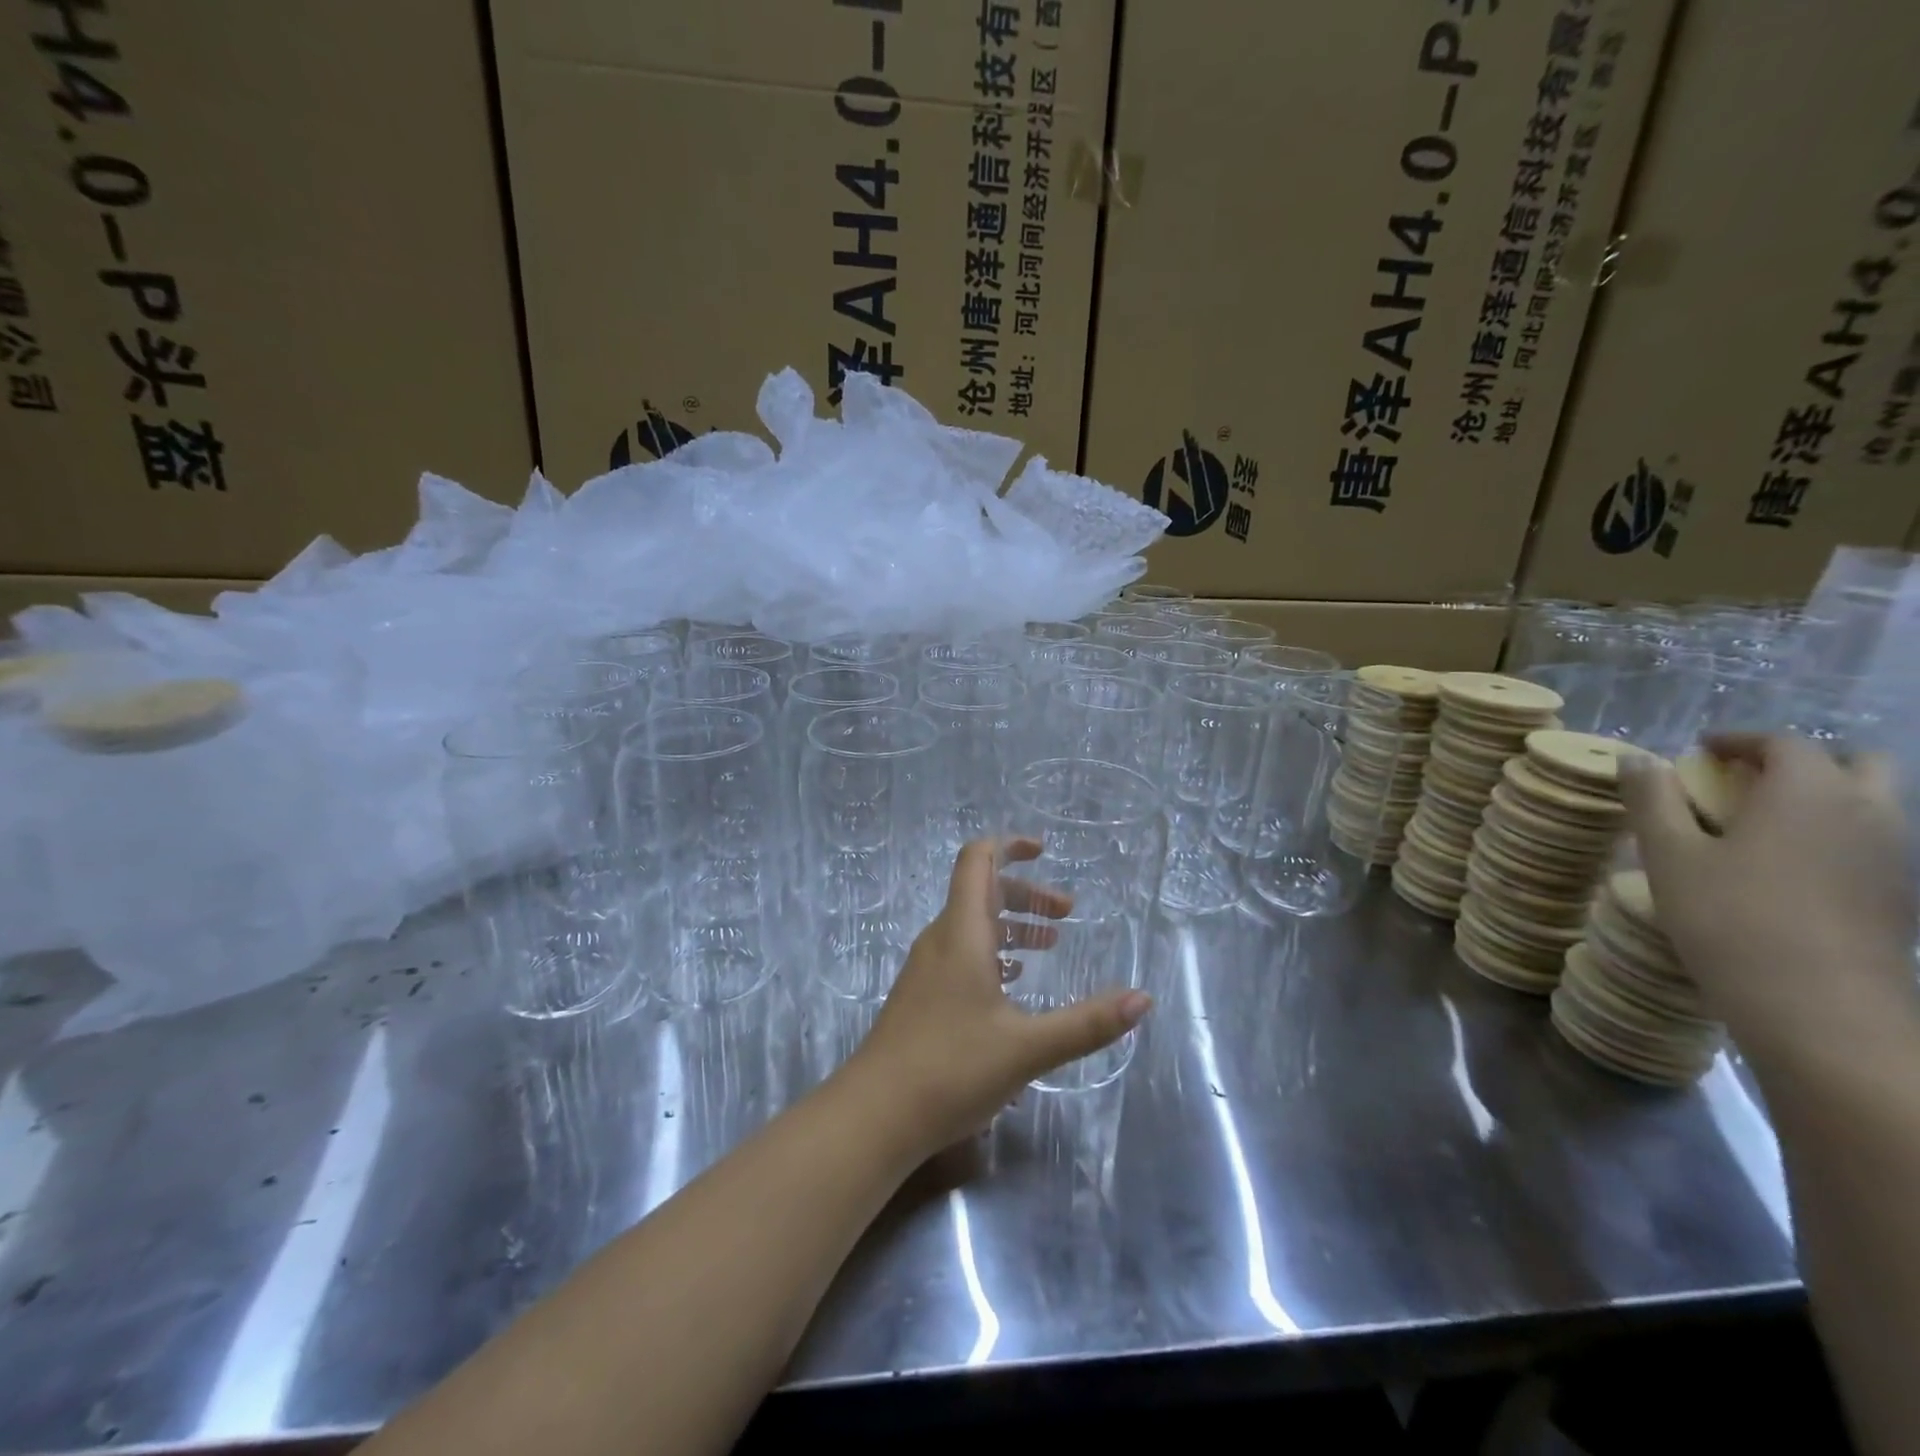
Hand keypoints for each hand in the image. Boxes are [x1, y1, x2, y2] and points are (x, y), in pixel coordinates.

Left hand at [838, 837, 1151, 1158]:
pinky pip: (961, 955)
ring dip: (1011, 926)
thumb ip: (1088, 1023)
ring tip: (1049, 945)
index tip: (1044, 852)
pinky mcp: (921, 997)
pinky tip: (1012, 985)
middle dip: (1025, 894)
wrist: (874, 1115)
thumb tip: (1143, 999)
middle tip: (1066, 914)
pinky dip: (992, 954)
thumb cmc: (951, 1069)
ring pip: (972, 927)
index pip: (978, 860)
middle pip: (981, 892)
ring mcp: (926, 969)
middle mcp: (941, 940)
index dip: (1010, 846)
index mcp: (962, 932)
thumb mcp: (1028, 1048)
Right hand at [1619, 734, 1918, 1068]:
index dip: (1739, 739)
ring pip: (1873, 804)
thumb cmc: (1730, 918)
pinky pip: (1875, 843)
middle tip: (1745, 781)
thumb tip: (1638, 758)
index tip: (1700, 749)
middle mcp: (1867, 811)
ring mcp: (1896, 856)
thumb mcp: (1669, 855)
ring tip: (1762, 826)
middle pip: (1855, 764)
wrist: (1821, 1009)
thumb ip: (1653, 800)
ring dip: (1822, 799)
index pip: (1783, 742)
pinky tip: (1790, 869)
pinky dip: (1836, 836)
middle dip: (1801, 762)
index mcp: (1808, 792)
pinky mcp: (1902, 895)